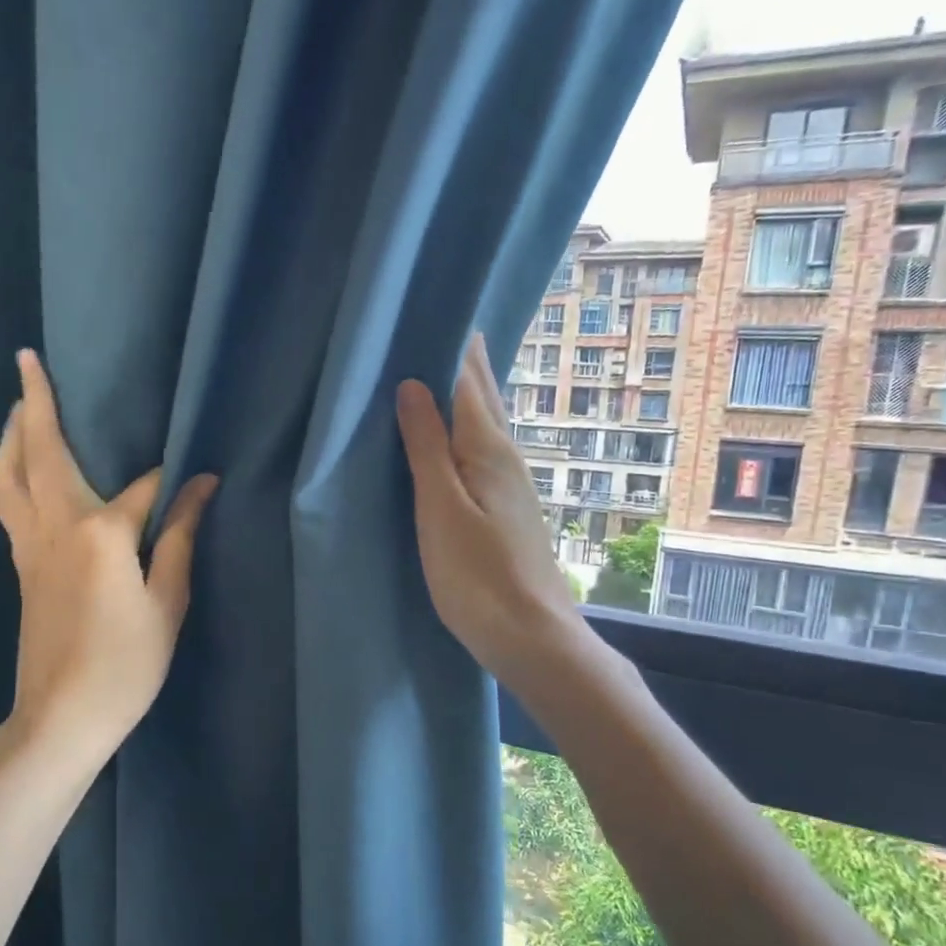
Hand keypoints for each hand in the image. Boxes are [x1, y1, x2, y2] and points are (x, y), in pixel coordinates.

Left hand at [0, 349, 217, 767]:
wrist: (61, 717)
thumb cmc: (126, 665)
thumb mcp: (168, 603)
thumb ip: (180, 538)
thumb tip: (201, 485)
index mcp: (101, 533)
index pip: (143, 488)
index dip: (173, 483)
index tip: (199, 478)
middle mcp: (56, 526)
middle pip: (44, 453)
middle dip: (37, 404)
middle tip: (28, 361)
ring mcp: (30, 546)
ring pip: (9, 476)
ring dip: (12, 435)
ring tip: (17, 407)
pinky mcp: (20, 566)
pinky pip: (7, 502)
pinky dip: (9, 472)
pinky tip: (18, 471)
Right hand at [396, 333, 588, 690]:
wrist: (532, 636)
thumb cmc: (478, 575)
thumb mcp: (441, 508)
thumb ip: (426, 447)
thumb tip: (413, 385)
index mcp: (487, 448)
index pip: (467, 380)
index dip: (450, 345)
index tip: (431, 310)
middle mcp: (506, 456)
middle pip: (483, 395)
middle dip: (464, 359)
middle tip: (441, 322)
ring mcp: (512, 483)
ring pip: (486, 420)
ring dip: (467, 390)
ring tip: (446, 363)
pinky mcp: (508, 507)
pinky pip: (484, 447)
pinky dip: (468, 425)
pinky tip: (459, 433)